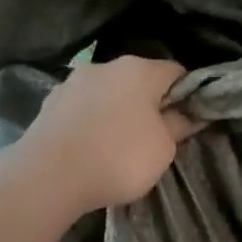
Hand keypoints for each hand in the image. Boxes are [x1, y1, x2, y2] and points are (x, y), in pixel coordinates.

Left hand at [12, 56, 194, 213]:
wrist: (50, 175)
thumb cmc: (118, 158)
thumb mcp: (163, 148)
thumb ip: (179, 125)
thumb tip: (191, 113)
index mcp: (139, 70)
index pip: (176, 72)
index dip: (188, 94)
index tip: (189, 120)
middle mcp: (105, 66)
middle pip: (138, 80)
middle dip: (149, 104)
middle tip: (155, 137)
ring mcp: (73, 82)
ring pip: (107, 93)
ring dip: (117, 112)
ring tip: (119, 145)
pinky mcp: (50, 103)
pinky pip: (83, 109)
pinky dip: (92, 122)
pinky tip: (92, 147)